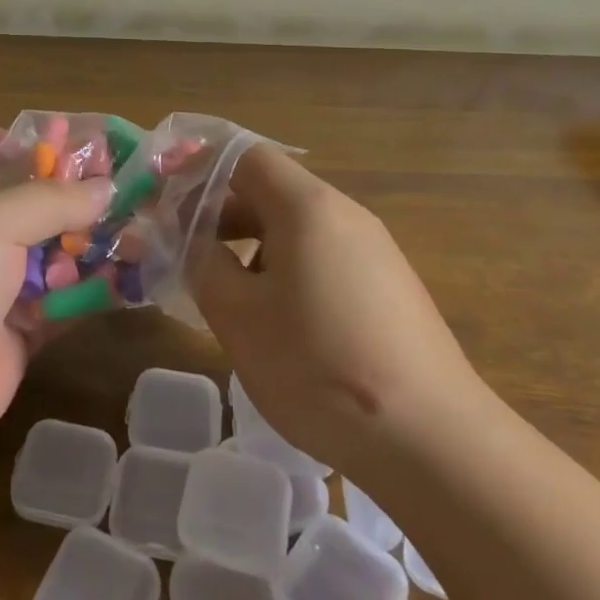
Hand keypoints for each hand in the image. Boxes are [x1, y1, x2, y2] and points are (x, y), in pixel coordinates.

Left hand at [0, 127, 111, 476]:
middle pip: (22, 202)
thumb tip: (106, 189)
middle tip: (120, 190)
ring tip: (138, 236)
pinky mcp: (14, 332)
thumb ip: (52, 200)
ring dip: (89, 245)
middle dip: (68, 195)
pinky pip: (60, 302)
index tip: (39, 146)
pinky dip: (91, 292)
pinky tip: (129, 282)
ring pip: (47, 254)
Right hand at [188, 146, 485, 479]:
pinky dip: (287, 270)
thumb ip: (201, 262)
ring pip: (297, 228)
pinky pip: (325, 258)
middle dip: (220, 212)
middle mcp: (345, 214)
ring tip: (226, 292)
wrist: (433, 442)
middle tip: (185, 249)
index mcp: (307, 206)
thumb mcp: (238, 315)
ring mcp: (375, 251)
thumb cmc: (319, 366)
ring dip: (251, 245)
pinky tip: (278, 322)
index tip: (165, 197)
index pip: (245, 157)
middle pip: (271, 190)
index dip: (200, 168)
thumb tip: (188, 236)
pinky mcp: (390, 288)